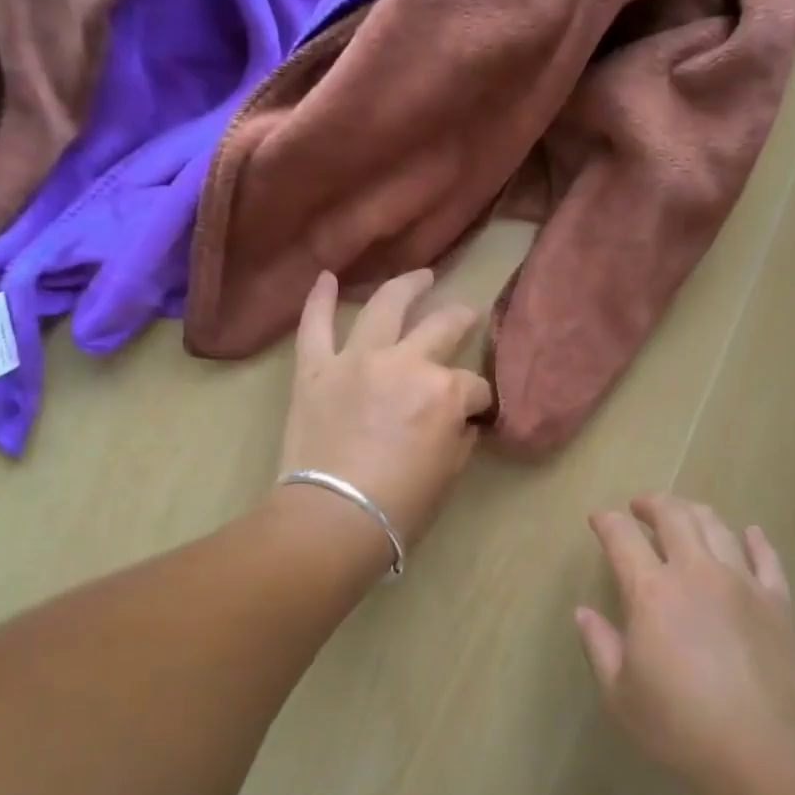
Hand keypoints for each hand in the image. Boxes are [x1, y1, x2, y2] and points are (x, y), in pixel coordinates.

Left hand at [278, 269, 493, 546]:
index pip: (475, 388)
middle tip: (466, 314)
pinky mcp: (316, 369)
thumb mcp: (449, 473)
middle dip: (460, 319)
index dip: (480, 401)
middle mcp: (406, 363)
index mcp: (445, 392)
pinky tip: (326, 277)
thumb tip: (459, 421)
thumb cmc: (401, 506)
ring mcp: (358, 360)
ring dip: (407, 286)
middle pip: (442, 328)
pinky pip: (314, 327)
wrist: (333, 519)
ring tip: (421, 275)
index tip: (476, 414)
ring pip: (386, 307)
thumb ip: (458, 436)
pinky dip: (318, 300)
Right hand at [575, 495, 794, 794]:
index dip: (607, 522)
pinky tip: (749, 533)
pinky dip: (755, 539)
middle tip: (641, 507)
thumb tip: (583, 613)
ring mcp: (741, 581)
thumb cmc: (680, 726)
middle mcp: (696, 571)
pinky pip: (766, 557)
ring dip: (695, 512)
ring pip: (717, 526)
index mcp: (651, 591)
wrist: (764, 750)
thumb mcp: (620, 694)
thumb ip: (600, 646)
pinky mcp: (777, 600)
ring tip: (684, 514)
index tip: (599, 519)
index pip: (622, 537)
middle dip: (653, 503)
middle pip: (674, 516)